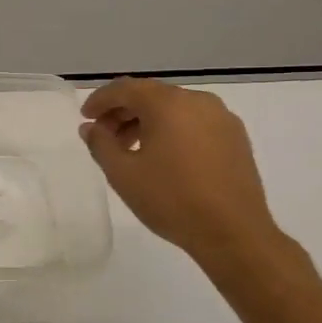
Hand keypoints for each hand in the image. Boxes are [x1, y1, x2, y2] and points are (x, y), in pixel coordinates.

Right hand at [79, 77, 285, 263]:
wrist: (234, 233)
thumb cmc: (171, 200)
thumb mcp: (122, 173)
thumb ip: (100, 144)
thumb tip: (91, 127)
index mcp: (168, 104)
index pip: (125, 89)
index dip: (100, 100)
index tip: (85, 118)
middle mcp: (197, 101)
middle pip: (151, 95)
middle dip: (122, 111)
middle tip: (103, 136)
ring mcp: (222, 118)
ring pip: (173, 109)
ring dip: (146, 121)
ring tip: (130, 150)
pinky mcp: (236, 138)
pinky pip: (194, 122)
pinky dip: (171, 130)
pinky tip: (162, 157)